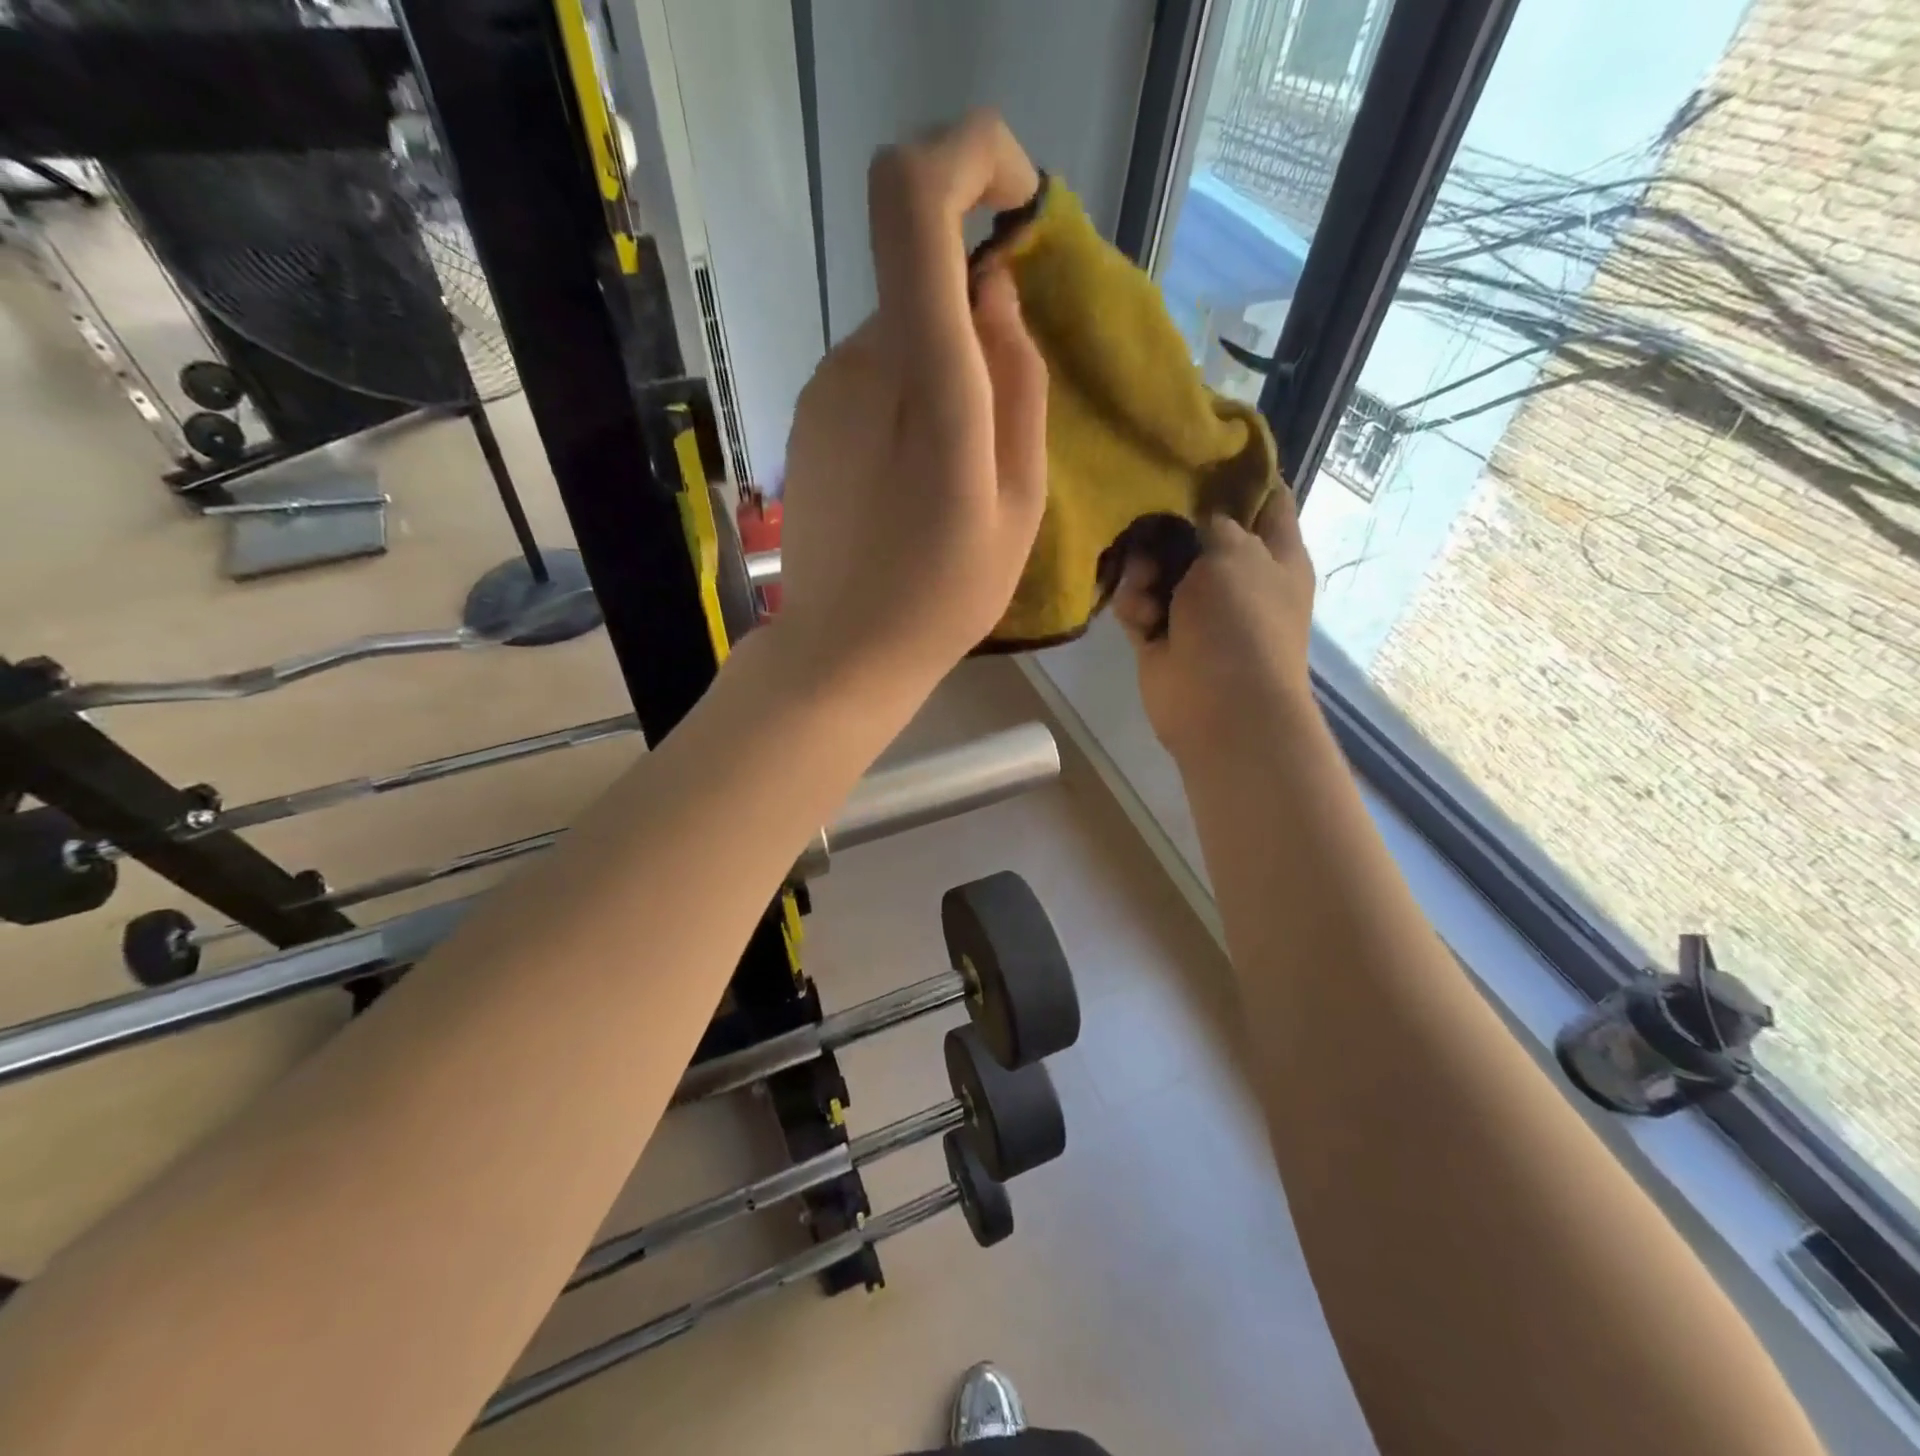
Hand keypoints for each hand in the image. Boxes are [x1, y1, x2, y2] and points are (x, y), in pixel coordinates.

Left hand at [777, 110, 1047, 696]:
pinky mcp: (808, 415)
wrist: (843, 651)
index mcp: (925, 381)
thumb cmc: (945, 595)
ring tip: (950, 474)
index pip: (914, 201)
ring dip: (942, 375)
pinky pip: (873, 373)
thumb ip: (1019, 384)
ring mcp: (823, 387)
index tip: (1013, 201)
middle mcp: (860, 361)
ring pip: (901, 333)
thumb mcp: (1020, 504)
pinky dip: (907, 399)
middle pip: (922, 278)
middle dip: (974, 323)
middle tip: (996, 426)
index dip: (967, 159)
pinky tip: (910, 480)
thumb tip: (994, 290)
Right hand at [1112, 494, 1316, 761]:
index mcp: (1274, 553)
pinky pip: (1138, 602)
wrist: (1221, 705)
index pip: (1266, 499)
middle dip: (1170, 522)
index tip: (1202, 450)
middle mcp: (1237, 577)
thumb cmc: (1242, 622)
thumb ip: (1211, 523)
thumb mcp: (1235, 553)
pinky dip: (1133, 603)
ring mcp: (1196, 608)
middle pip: (1198, 531)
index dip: (1240, 474)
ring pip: (1159, 566)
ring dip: (1145, 568)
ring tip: (1144, 582)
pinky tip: (1138, 614)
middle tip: (1150, 516)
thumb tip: (1189, 520)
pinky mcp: (1161, 635)